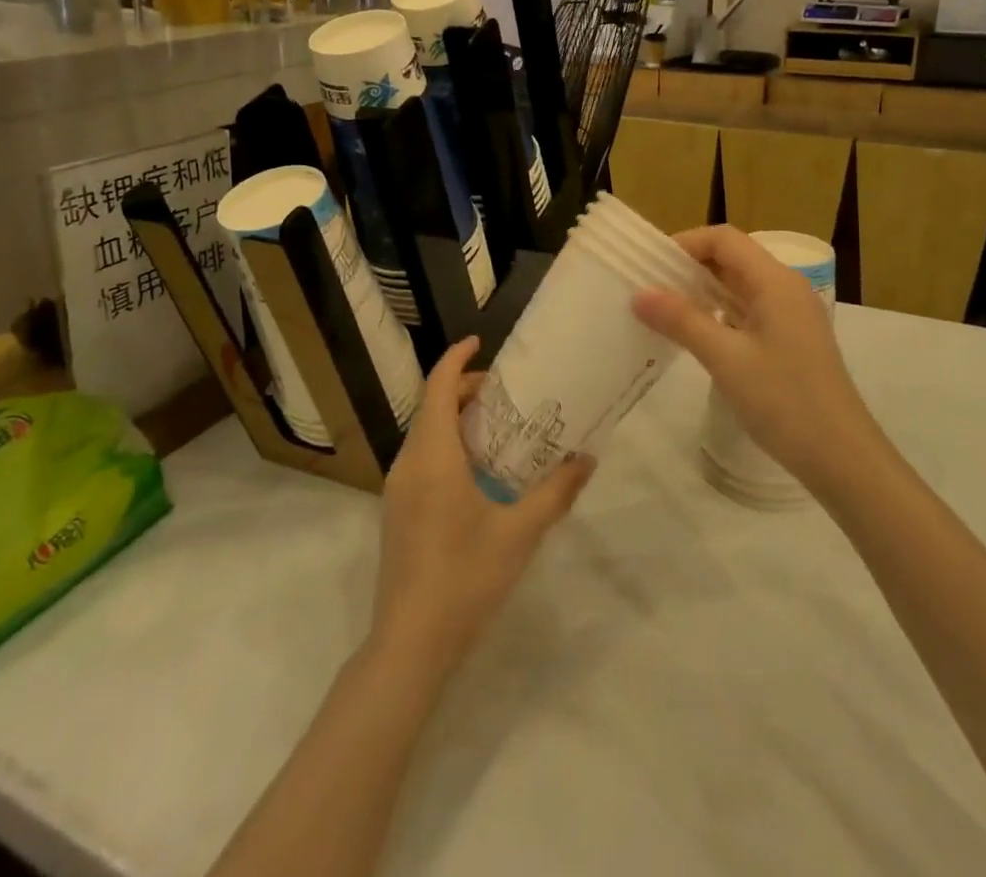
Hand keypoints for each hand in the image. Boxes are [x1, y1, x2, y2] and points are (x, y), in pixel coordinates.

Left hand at [372, 337, 593, 674]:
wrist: (410, 644)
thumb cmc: (465, 578)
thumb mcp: (520, 533)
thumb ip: (556, 492)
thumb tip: (587, 459)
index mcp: (433, 457)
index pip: (437, 388)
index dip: (456, 359)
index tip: (480, 342)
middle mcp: (408, 464)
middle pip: (430, 406)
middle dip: (462, 388)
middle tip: (505, 390)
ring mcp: (397, 489)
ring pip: (424, 433)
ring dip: (453, 417)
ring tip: (497, 424)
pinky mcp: (397, 511)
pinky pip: (421, 457)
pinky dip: (445, 443)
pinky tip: (477, 469)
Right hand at [632, 225, 879, 489]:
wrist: (841, 457)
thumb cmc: (784, 400)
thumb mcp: (726, 358)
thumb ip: (682, 320)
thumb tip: (640, 293)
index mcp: (775, 282)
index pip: (724, 240)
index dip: (685, 244)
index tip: (649, 265)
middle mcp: (785, 289)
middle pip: (732, 259)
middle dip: (689, 267)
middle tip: (647, 287)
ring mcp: (790, 315)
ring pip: (739, 287)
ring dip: (702, 292)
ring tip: (661, 309)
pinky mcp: (790, 340)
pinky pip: (747, 311)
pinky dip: (718, 314)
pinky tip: (693, 334)